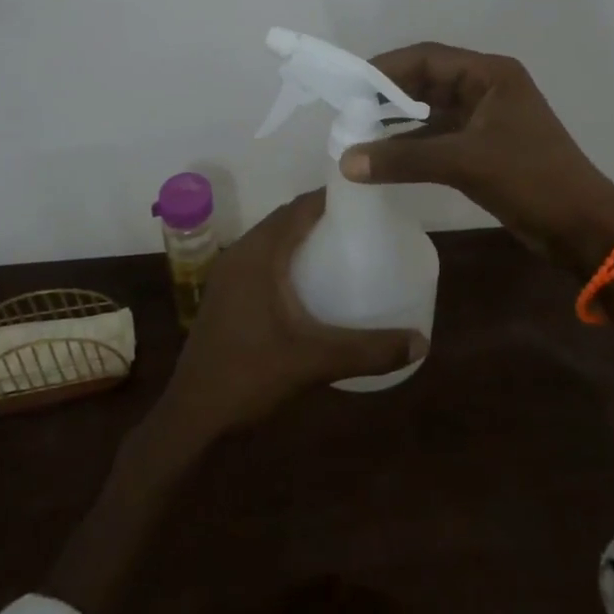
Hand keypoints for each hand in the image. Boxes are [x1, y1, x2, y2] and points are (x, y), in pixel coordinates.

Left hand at [156, 190, 427, 440]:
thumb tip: (421, 342)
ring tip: (341, 245)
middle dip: (320, 214)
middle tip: (361, 222)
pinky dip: (286, 255)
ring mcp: (228, 275)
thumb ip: (367, 350)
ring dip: (301, 235)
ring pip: (271, 239)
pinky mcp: (225, 295)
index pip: (298, 208)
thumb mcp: (314, 361)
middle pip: (285, 219)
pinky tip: (309, 280)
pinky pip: (261, 258)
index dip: (330, 196)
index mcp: (259, 255)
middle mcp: (240, 254)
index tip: (364, 197)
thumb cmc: (249, 376)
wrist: (192, 417)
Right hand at [340, 43, 613, 270]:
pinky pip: (440, 136)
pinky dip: (413, 144)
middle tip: (347, 109)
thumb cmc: (530, 179)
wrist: (583, 227)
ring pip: (432, 110)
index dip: (386, 68)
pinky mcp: (485, 146)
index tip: (348, 84)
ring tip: (357, 131)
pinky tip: (385, 156)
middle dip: (388, 94)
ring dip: (398, 121)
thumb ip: (404, 159)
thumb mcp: (464, 162)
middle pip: (428, 80)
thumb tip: (345, 161)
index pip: (428, 57)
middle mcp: (487, 88)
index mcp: (490, 74)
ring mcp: (486, 118)